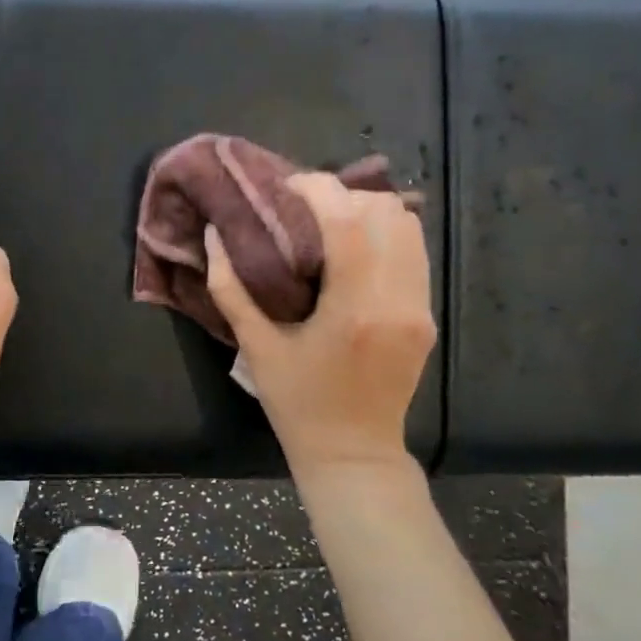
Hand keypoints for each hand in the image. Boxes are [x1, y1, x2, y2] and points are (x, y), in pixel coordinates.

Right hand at [205, 173, 434, 481]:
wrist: (354, 453)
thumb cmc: (297, 403)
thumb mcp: (254, 346)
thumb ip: (230, 287)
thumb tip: (213, 234)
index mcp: (354, 310)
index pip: (349, 220)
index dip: (318, 188)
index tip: (287, 187)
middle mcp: (397, 300)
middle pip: (385, 212)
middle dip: (342, 196)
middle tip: (303, 207)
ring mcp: (419, 307)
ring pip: (408, 226)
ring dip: (367, 211)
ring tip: (328, 222)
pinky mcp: (426, 315)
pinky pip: (413, 251)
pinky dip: (383, 233)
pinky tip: (351, 247)